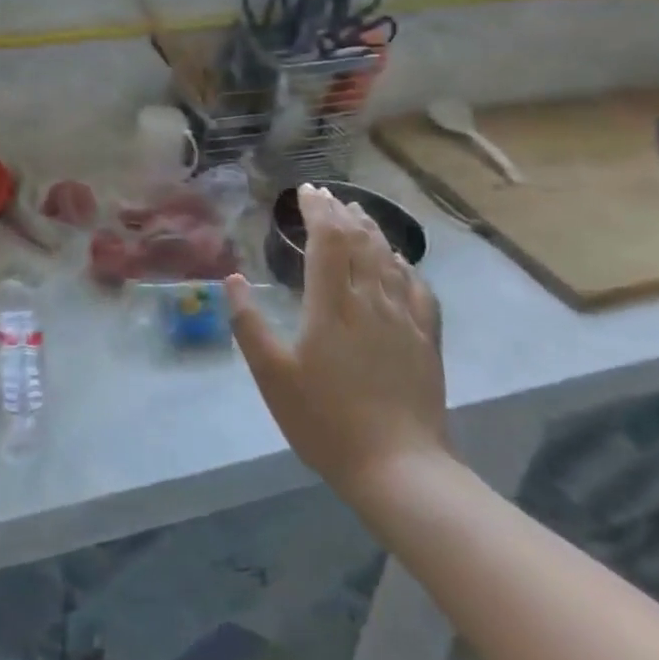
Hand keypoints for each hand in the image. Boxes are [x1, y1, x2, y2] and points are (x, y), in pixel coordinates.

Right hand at [229, 185, 448, 495]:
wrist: (399, 468)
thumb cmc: (325, 422)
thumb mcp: (272, 376)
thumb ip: (249, 324)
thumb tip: (232, 279)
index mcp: (332, 305)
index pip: (328, 240)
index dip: (317, 210)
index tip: (306, 191)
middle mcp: (371, 301)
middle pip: (360, 242)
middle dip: (341, 213)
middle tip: (325, 196)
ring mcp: (404, 319)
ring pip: (389, 259)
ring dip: (371, 231)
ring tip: (358, 214)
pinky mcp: (426, 340)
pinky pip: (417, 289)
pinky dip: (404, 266)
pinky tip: (400, 263)